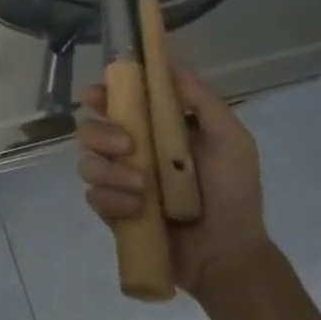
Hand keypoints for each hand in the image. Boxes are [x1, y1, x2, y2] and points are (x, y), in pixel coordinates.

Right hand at [76, 66, 271, 301]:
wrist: (227, 255)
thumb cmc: (232, 194)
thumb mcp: (231, 141)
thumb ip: (203, 101)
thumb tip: (168, 64)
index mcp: (157, 130)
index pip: (118, 102)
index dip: (102, 94)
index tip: (96, 95)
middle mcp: (131, 151)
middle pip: (90, 128)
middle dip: (101, 133)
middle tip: (127, 148)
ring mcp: (118, 182)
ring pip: (87, 163)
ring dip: (111, 173)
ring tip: (143, 190)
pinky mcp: (111, 210)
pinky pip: (93, 196)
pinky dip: (114, 201)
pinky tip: (137, 212)